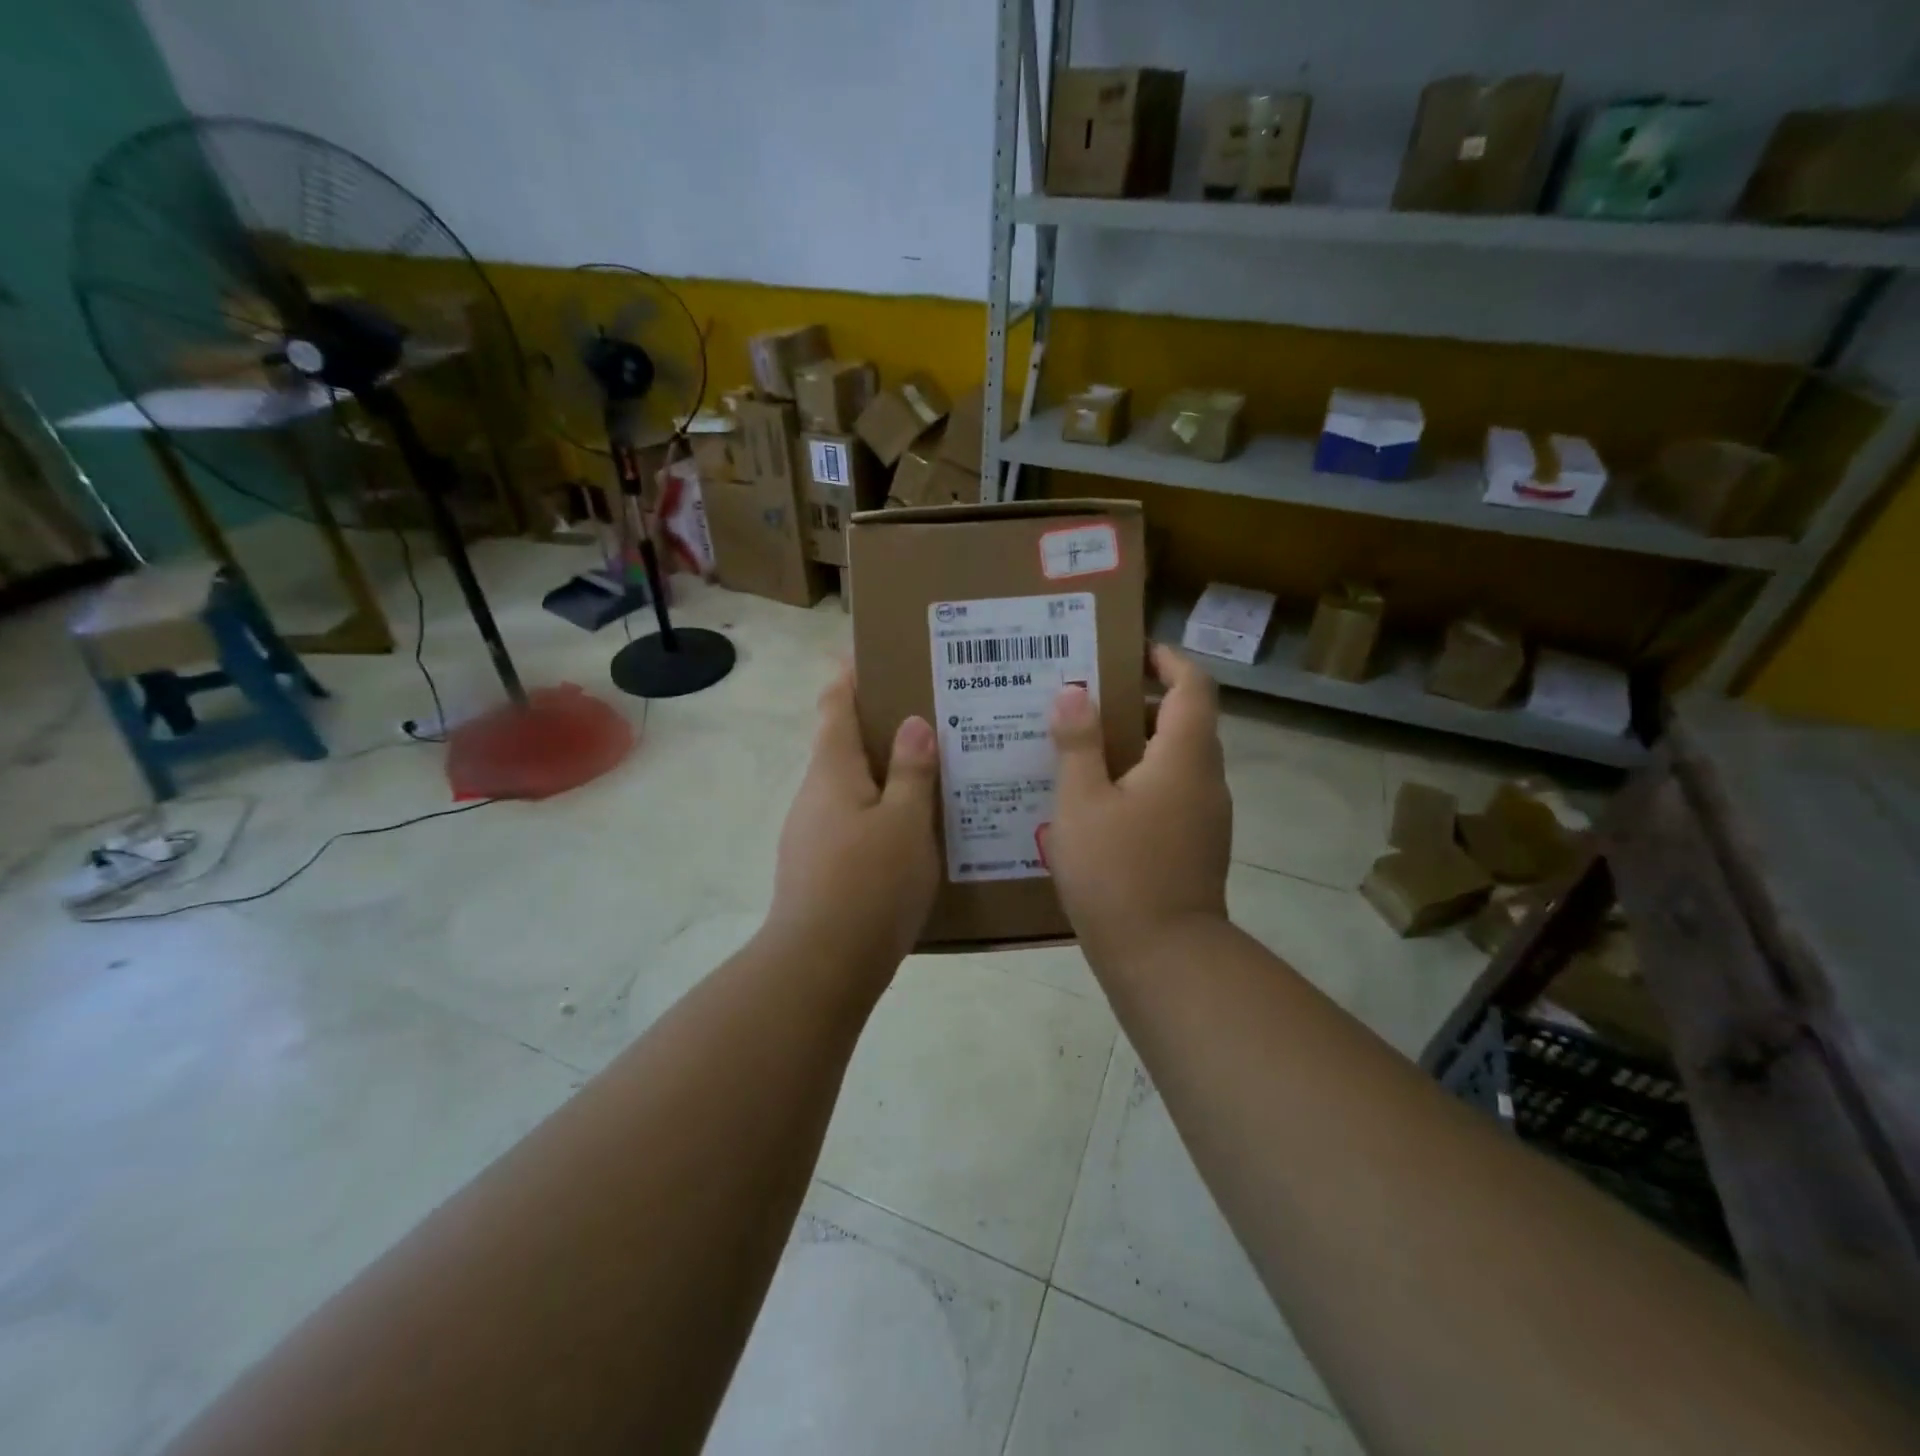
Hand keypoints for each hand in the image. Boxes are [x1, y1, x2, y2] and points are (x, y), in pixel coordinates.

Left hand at [763, 668, 939, 978]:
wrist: (820, 966)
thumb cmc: (869, 883)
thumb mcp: (906, 822)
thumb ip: (912, 771)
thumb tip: (913, 724)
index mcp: (832, 772)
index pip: (834, 707)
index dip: (848, 678)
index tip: (868, 656)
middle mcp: (814, 795)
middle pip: (841, 747)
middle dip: (877, 728)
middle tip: (927, 718)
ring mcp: (810, 834)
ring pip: (849, 789)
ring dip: (881, 775)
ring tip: (930, 773)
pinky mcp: (817, 868)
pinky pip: (851, 823)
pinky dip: (878, 813)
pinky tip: (910, 831)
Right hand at [1044, 645, 1231, 962]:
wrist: (1163, 957)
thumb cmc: (1117, 871)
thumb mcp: (1081, 801)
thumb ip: (1078, 742)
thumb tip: (1073, 691)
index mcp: (1184, 757)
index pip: (1193, 686)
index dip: (1167, 660)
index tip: (1131, 650)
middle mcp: (1206, 780)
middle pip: (1185, 722)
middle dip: (1142, 702)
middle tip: (1089, 699)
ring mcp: (1207, 817)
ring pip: (1177, 761)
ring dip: (1139, 744)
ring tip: (1085, 745)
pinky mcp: (1197, 846)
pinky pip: (1172, 793)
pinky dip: (1142, 780)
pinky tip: (1098, 799)